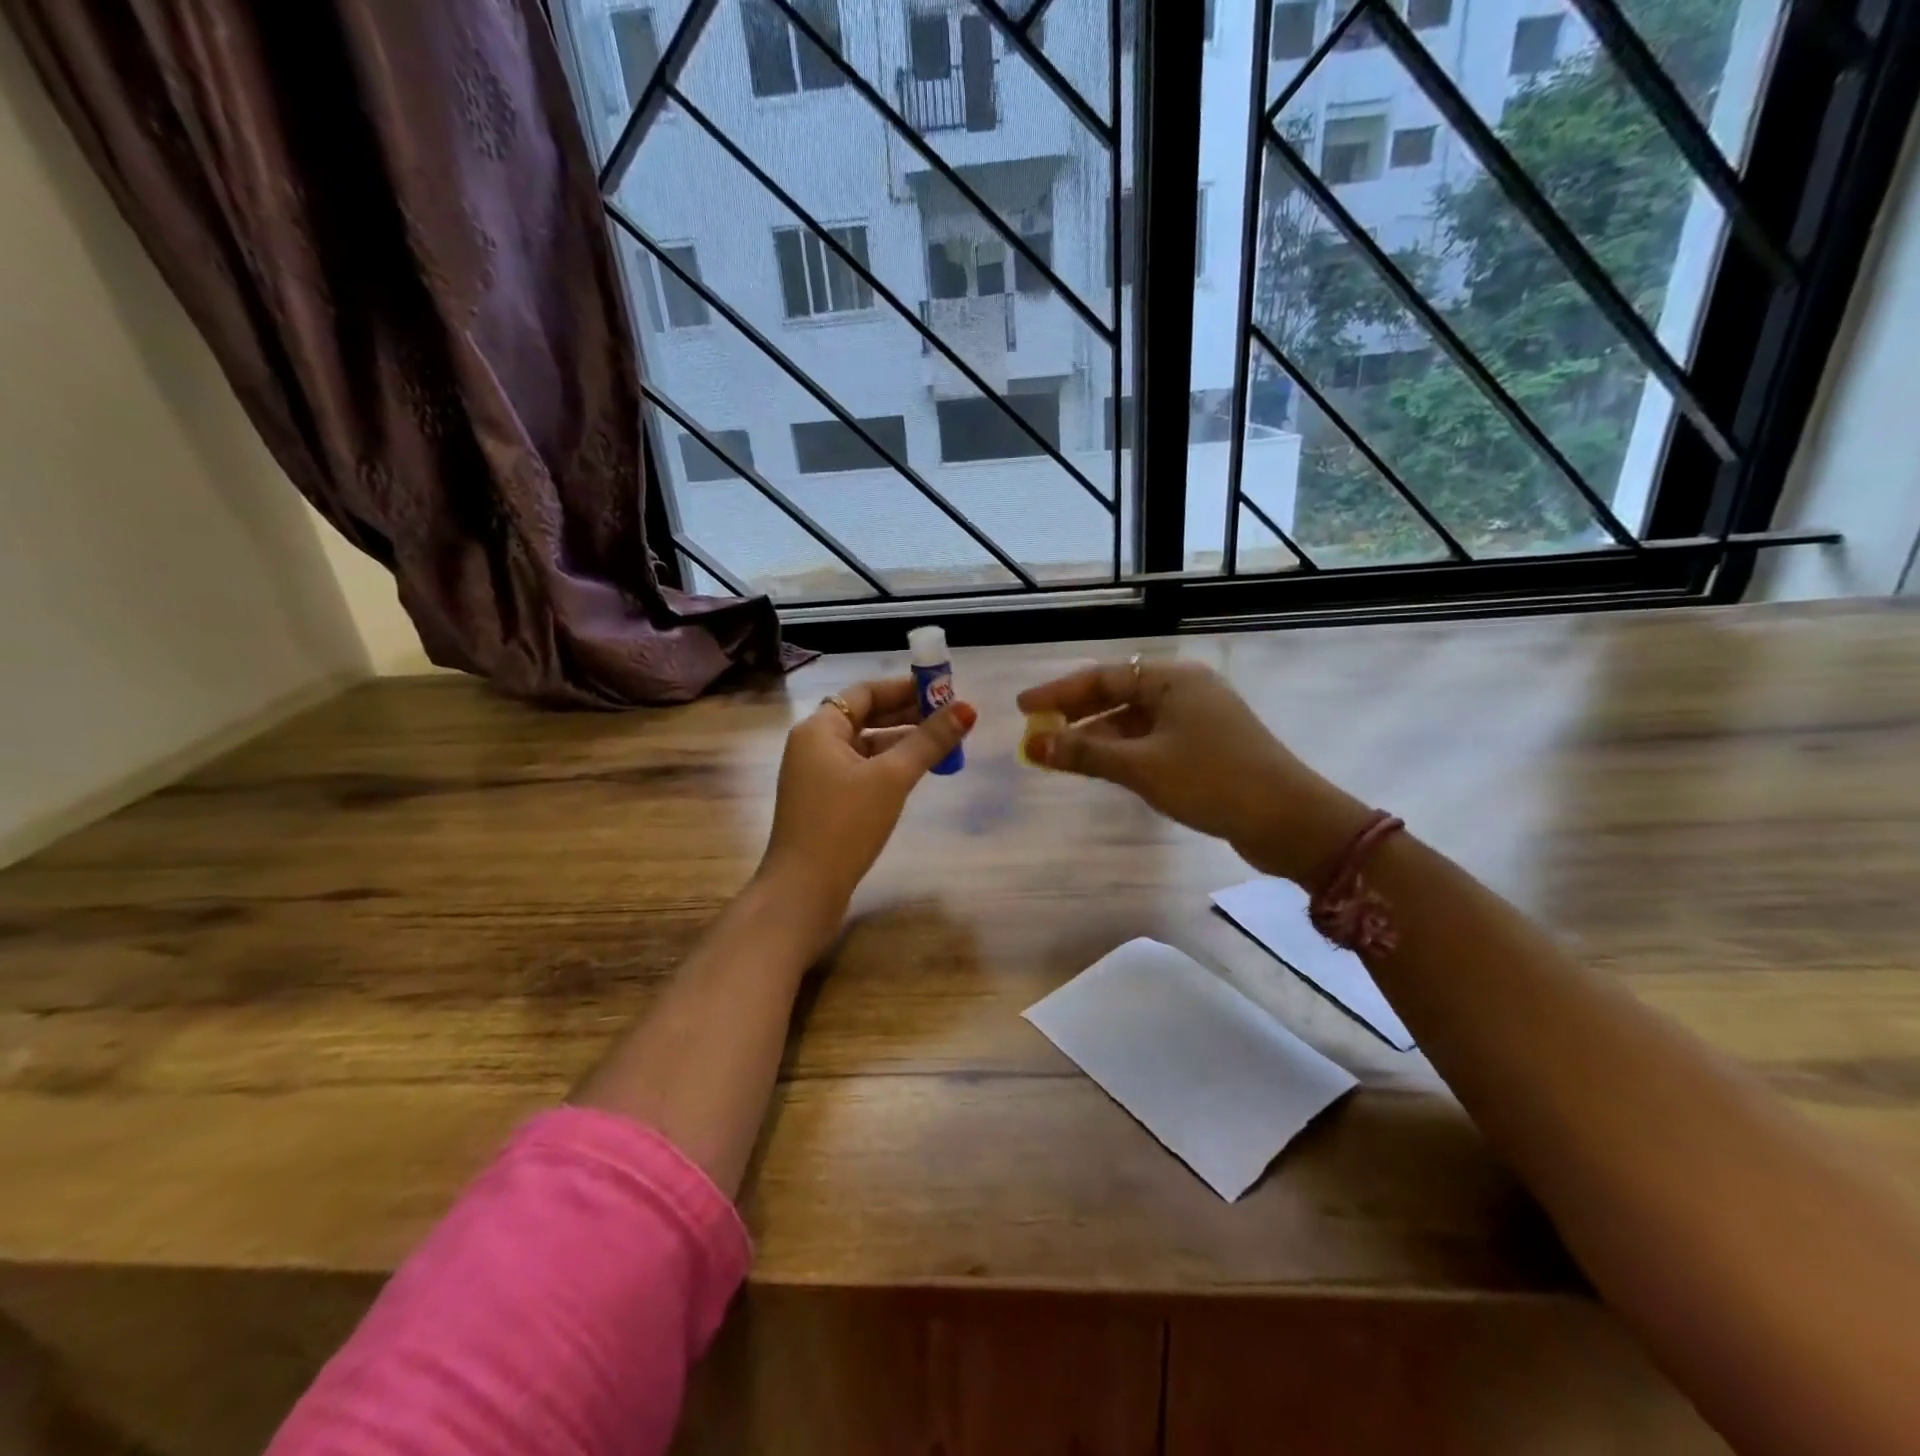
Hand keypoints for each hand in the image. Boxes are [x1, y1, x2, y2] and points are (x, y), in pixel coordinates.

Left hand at [759, 676, 976, 945]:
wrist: (803, 890)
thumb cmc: (844, 825)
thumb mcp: (891, 778)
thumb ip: (929, 742)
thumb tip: (967, 709)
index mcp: (819, 729)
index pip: (865, 692)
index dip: (904, 688)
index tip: (943, 691)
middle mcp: (813, 745)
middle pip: (865, 717)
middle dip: (907, 714)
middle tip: (950, 717)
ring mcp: (817, 776)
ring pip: (865, 746)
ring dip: (901, 742)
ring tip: (943, 745)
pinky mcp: (825, 802)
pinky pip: (861, 771)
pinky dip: (888, 767)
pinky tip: (916, 774)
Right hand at [1017, 660, 1369, 885]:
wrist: (1290, 821)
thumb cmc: (1212, 781)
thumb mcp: (1142, 767)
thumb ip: (1085, 754)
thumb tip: (1033, 745)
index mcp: (1174, 679)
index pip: (1103, 676)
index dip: (1059, 692)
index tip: (1023, 708)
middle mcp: (1185, 690)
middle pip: (1118, 695)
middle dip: (1076, 715)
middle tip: (1037, 733)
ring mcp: (1197, 719)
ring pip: (1133, 721)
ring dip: (1097, 738)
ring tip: (1060, 757)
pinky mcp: (1205, 747)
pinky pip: (1150, 741)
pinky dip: (1122, 753)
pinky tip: (1100, 769)